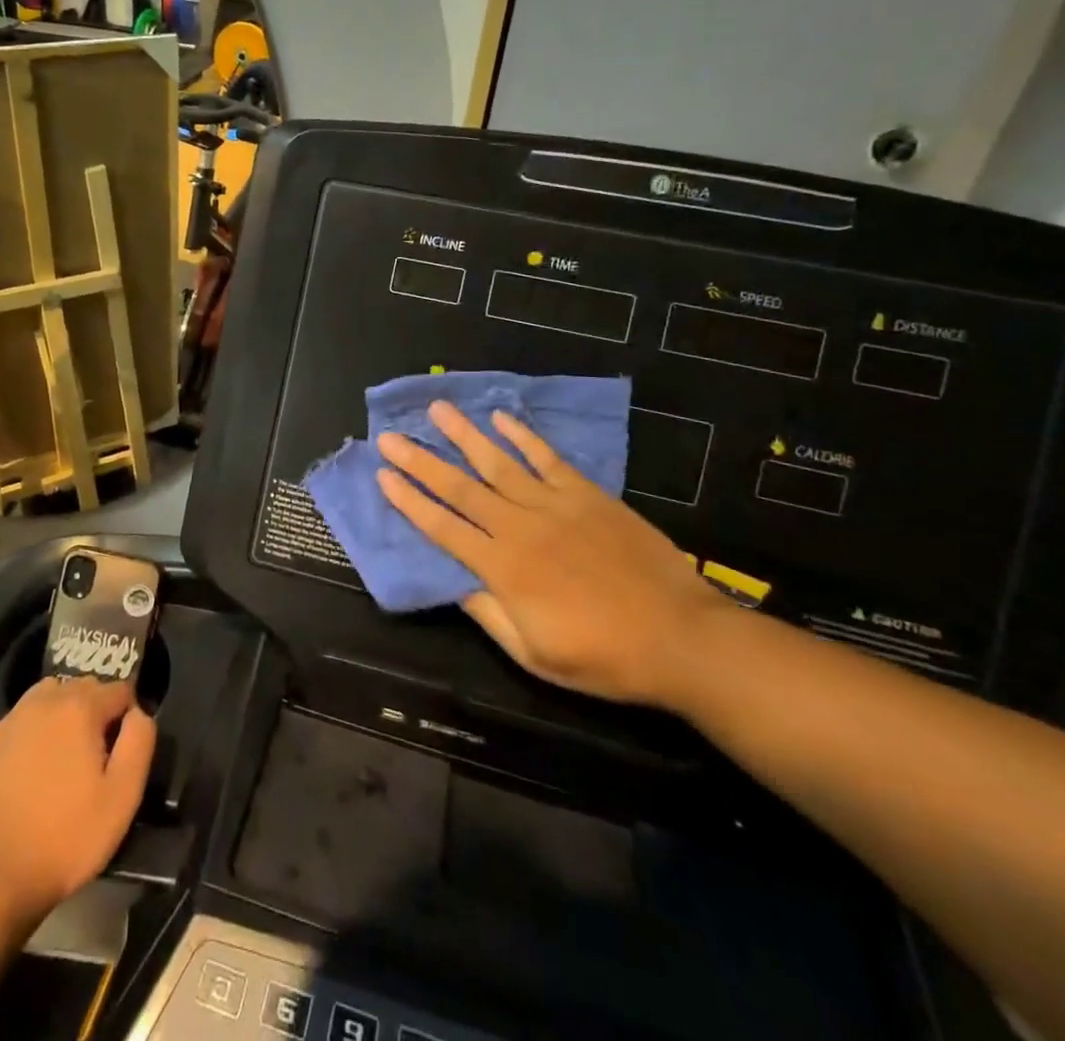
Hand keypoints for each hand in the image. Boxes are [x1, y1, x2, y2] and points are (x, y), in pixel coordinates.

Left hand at [0, 676, 155, 924]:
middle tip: (97, 759)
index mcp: (79, 708)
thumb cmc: (62, 839)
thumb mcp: (121, 798)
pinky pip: (20, 724)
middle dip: (96, 712)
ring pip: (48, 699)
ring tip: (64, 760)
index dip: (129, 716)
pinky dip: (33, 736)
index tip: (125, 752)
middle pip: (83, 688)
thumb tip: (138, 713)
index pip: (120, 689)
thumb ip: (139, 743)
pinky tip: (30, 776)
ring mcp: (9, 722)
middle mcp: (43, 702)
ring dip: (63, 716)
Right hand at [375, 401, 727, 705]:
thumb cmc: (604, 656)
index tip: (383, 476)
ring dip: (464, 435)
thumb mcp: (536, 655)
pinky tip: (501, 418)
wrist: (681, 637)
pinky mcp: (587, 495)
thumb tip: (455, 583)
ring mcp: (555, 505)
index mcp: (503, 569)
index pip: (443, 528)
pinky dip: (523, 436)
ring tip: (438, 409)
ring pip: (498, 463)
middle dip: (421, 461)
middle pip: (460, 488)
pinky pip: (547, 458)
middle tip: (390, 437)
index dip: (410, 501)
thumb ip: (490, 615)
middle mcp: (520, 527)